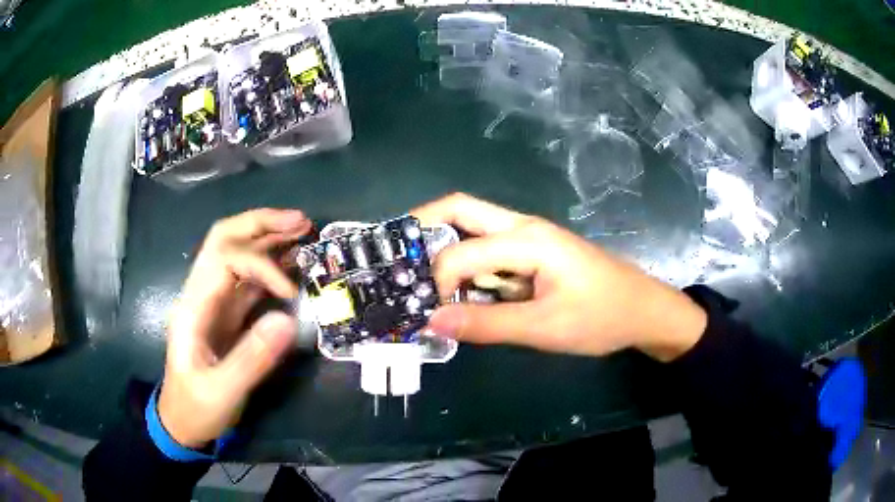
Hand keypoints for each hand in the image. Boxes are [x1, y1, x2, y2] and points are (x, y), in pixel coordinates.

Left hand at [158, 209, 311, 447]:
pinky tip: (292, 264)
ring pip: (238, 255)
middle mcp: (202, 294)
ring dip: (268, 238)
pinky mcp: (227, 315)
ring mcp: (215, 303)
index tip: (290, 294)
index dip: (261, 265)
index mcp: (193, 306)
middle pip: (225, 239)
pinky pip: (249, 281)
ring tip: (302, 231)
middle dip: (262, 225)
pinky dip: (271, 267)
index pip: (224, 258)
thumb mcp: (222, 391)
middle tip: (301, 221)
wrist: (183, 421)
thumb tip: (288, 320)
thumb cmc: (196, 407)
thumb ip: (252, 358)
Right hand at [412, 193, 706, 361]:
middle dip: (424, 228)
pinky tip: (466, 294)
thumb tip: (432, 322)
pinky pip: (491, 252)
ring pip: (474, 229)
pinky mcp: (534, 253)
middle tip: (400, 259)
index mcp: (525, 238)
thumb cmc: (601, 317)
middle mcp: (522, 227)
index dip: (436, 281)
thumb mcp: (543, 328)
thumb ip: (487, 324)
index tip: (429, 313)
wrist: (643, 311)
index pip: (460, 251)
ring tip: (426, 285)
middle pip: (460, 210)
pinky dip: (470, 268)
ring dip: (448, 252)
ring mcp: (529, 238)